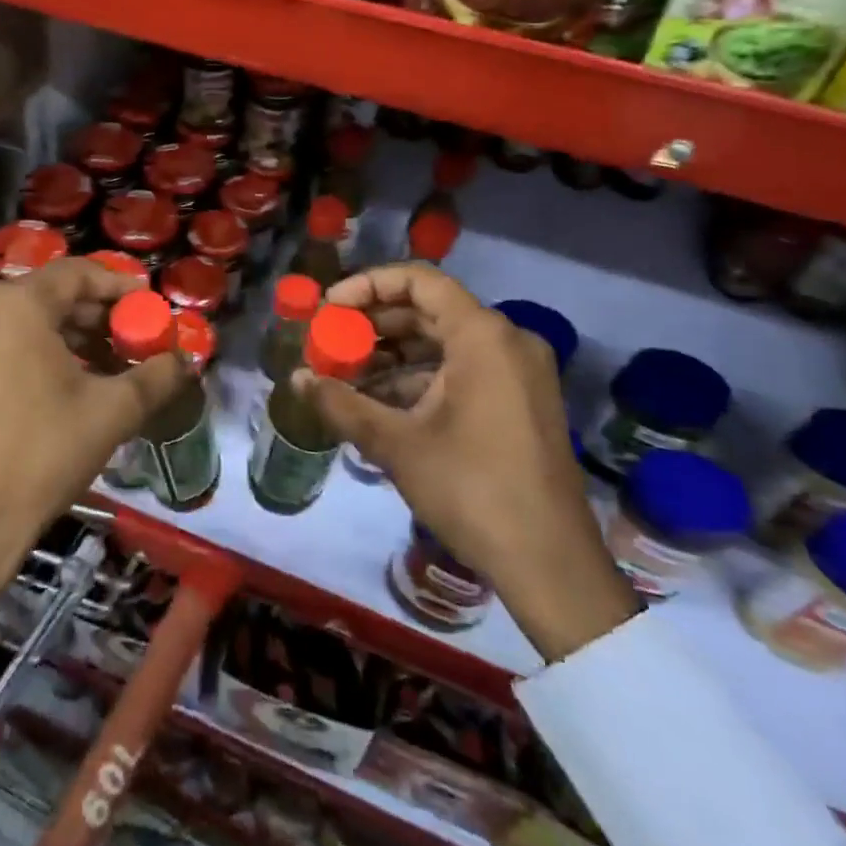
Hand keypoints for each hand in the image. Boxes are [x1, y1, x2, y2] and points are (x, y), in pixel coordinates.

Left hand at [0, 257, 190, 612]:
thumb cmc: (45, 452)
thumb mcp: (113, 410)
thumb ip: (156, 375)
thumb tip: (186, 359)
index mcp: (17, 306)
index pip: (78, 274)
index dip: (119, 285)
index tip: (150, 305)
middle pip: (54, 295)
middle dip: (100, 315)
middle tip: (137, 337)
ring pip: (32, 319)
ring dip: (76, 334)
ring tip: (115, 362)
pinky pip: (9, 341)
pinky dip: (46, 350)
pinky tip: (78, 378)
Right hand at [297, 263, 638, 661]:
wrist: (550, 564)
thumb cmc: (472, 489)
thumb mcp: (398, 444)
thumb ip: (342, 404)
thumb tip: (295, 379)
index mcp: (483, 335)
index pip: (420, 280)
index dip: (368, 285)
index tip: (329, 309)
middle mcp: (507, 341)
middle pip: (430, 310)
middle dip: (375, 324)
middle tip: (331, 342)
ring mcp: (520, 372)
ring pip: (445, 342)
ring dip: (394, 354)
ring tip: (347, 374)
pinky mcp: (522, 401)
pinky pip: (464, 369)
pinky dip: (422, 377)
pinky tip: (382, 401)